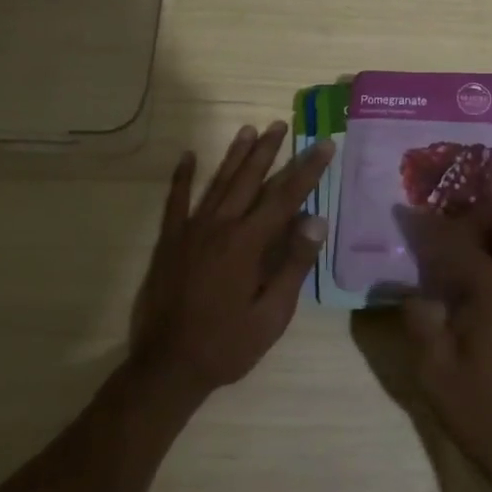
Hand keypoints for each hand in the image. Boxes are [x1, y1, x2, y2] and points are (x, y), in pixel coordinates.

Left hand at [128, 122, 333, 402]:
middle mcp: (220, 226)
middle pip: (250, 179)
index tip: (324, 145)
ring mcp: (191, 230)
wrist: (168, 367)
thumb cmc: (227, 344)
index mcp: (248, 244)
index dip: (308, 170)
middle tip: (282, 124)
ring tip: (250, 129)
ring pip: (218, 182)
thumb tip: (316, 220)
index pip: (285, 197)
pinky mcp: (169, 241)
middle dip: (269, 151)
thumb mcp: (272, 314)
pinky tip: (188, 156)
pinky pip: (176, 201)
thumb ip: (293, 264)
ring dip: (236, 155)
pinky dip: (182, 176)